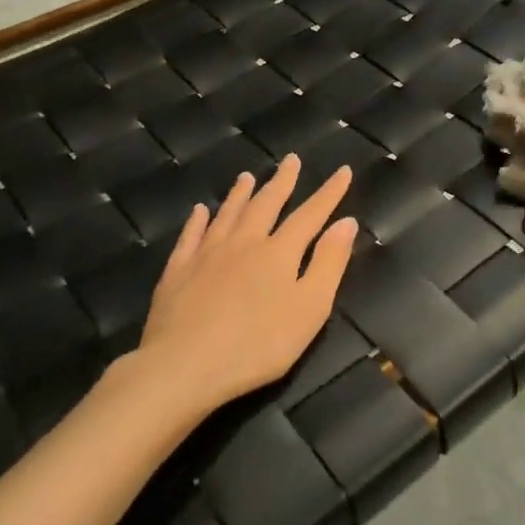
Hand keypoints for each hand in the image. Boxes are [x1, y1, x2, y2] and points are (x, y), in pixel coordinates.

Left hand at [137, 154, 357, 415]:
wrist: (184, 365)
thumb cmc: (257, 344)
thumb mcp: (309, 309)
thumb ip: (328, 264)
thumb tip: (346, 222)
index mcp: (279, 252)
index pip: (310, 215)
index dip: (329, 193)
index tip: (342, 170)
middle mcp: (244, 242)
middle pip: (266, 204)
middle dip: (282, 181)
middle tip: (290, 160)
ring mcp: (207, 253)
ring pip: (228, 213)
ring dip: (240, 193)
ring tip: (248, 176)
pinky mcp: (178, 270)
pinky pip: (190, 235)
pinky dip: (198, 220)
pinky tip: (200, 210)